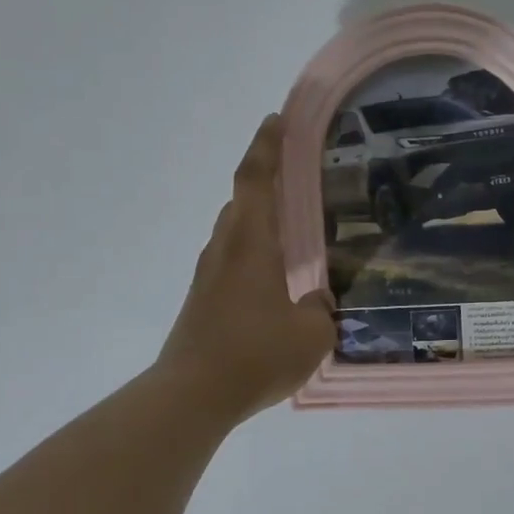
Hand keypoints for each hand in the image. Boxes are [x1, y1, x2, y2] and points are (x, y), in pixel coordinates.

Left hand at [157, 114, 335, 422]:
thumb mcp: (311, 334)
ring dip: (258, 219)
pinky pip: (231, 259)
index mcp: (251, 244)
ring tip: (290, 228)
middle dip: (266, 180)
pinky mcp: (202, 299)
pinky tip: (273, 277)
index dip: (268, 145)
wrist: (193, 395)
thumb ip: (320, 309)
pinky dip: (252, 252)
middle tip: (298, 175)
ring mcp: (208, 275)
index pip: (257, 180)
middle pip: (242, 200)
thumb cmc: (256, 355)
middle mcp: (225, 249)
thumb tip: (316, 299)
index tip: (278, 118)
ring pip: (235, 231)